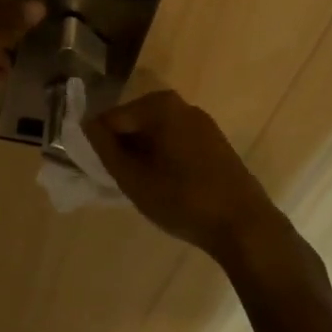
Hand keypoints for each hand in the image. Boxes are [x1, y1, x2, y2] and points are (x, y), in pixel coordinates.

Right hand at [84, 91, 281, 263]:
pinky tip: (168, 187)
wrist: (245, 226)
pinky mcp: (214, 142)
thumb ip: (104, 148)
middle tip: (122, 183)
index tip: (100, 173)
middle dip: (124, 150)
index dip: (100, 146)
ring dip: (144, 156)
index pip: (112, 119)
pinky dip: (164, 159)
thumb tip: (86, 125)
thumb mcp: (133, 178)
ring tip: (145, 188)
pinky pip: (176, 143)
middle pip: (135, 124)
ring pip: (156, 135)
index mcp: (159, 105)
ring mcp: (201, 122)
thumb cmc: (183, 199)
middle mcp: (181, 105)